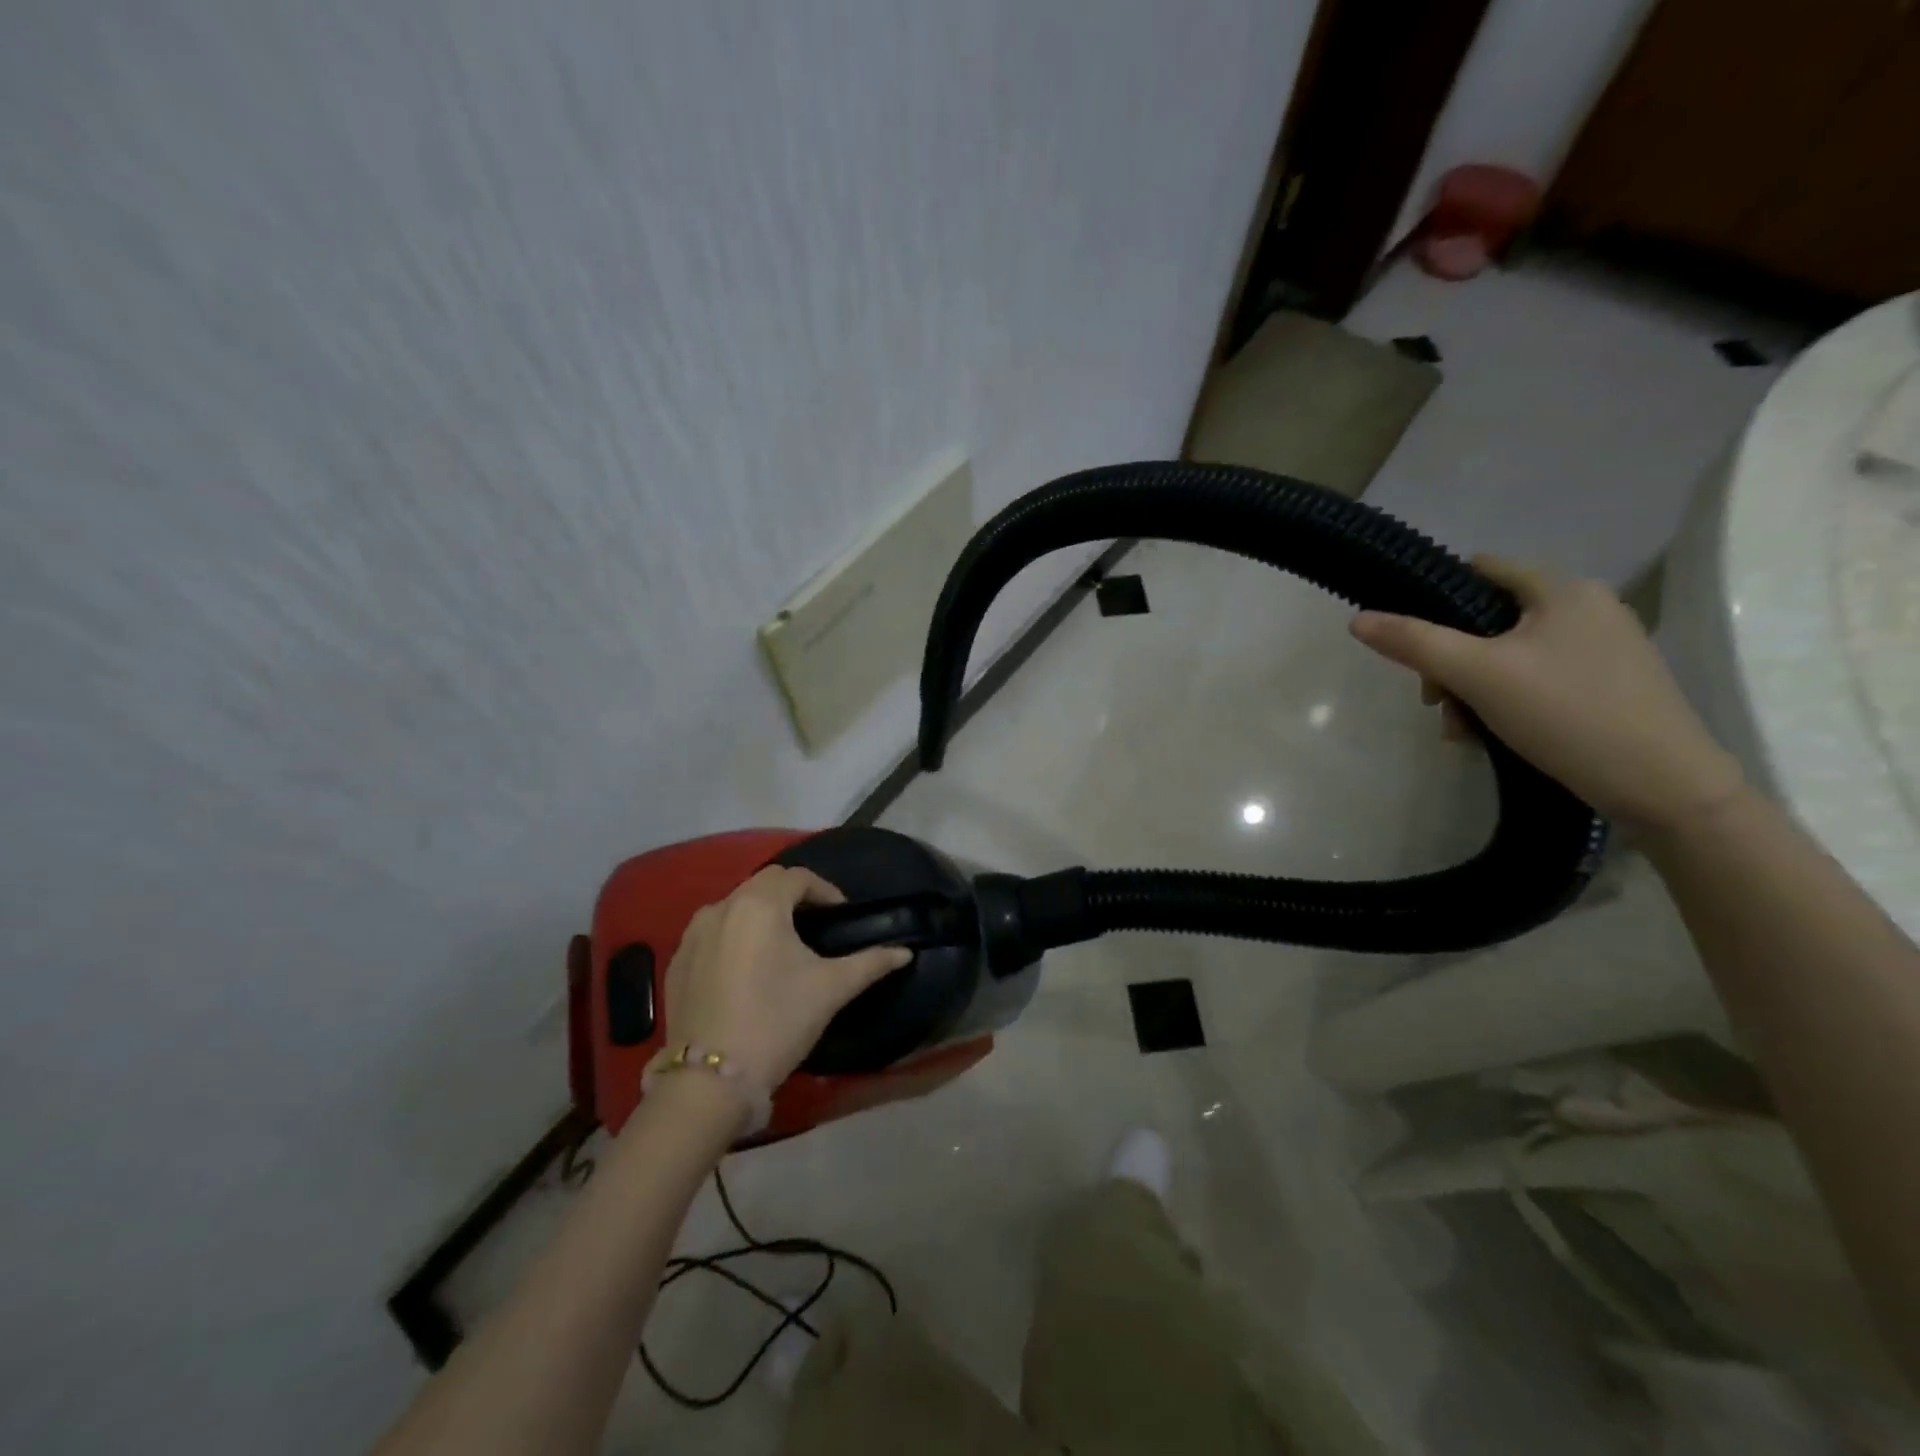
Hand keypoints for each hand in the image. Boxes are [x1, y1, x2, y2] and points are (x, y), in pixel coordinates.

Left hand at [662, 866, 911, 1090]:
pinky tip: (747, 968)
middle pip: (764, 884)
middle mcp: (721, 907)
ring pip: (735, 906)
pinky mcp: (676, 961)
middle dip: (793, 896)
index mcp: (760, 905)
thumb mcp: (831, 989)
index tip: (841, 915)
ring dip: (762, 913)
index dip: (825, 890)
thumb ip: (870, 963)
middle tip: (816, 924)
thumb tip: (904, 952)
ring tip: (782, 944)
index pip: (798, 877)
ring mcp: (692, 934)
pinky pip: (712, 932)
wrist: (710, 1080)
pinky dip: (734, 935)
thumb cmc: (777, 1022)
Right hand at [1349, 556, 1746, 836]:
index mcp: (1564, 591)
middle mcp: (1588, 610)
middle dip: (1450, 661)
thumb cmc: (1566, 713)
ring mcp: (1602, 650)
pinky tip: (1491, 736)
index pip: (1483, 570)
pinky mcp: (1608, 687)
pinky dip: (1503, 702)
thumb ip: (1413, 642)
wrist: (1663, 786)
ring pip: (1508, 656)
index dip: (1437, 596)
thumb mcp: (1477, 674)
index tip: (1410, 638)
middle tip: (1435, 702)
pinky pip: (1535, 680)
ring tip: (1462, 730)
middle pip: (1489, 621)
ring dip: (1471, 689)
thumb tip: (1357, 619)